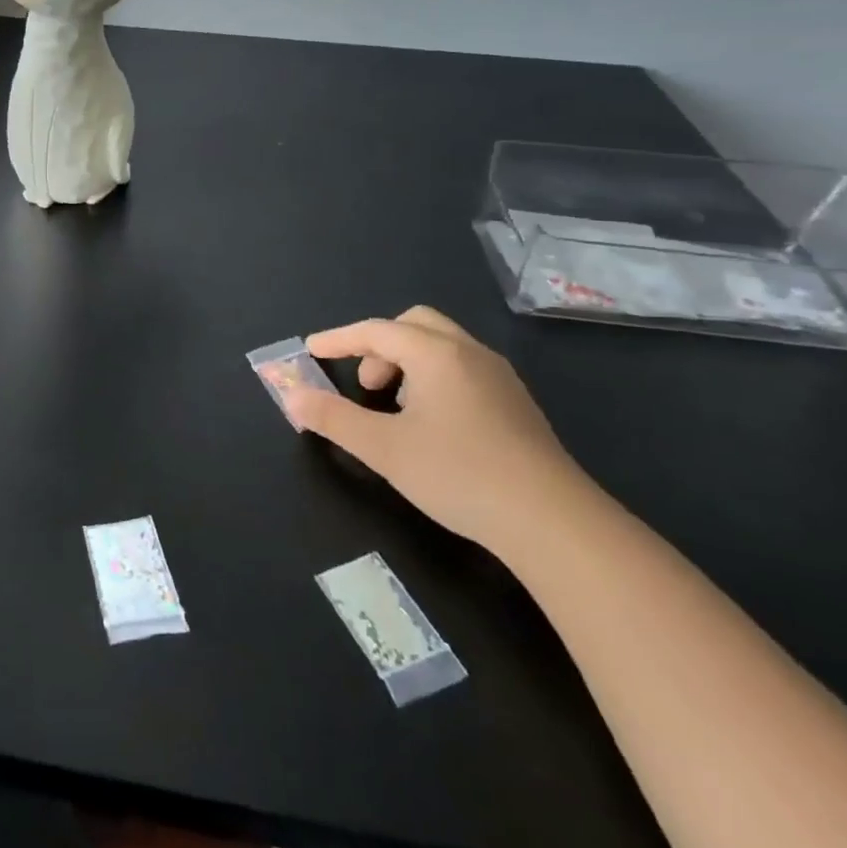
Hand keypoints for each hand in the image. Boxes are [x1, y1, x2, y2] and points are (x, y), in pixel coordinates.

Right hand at [283, 306, 596, 557]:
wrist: (554, 523)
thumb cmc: (459, 474)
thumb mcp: (383, 448)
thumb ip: (333, 418)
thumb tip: (292, 398)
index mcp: (436, 353)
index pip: (375, 330)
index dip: (338, 339)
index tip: (311, 350)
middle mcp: (469, 353)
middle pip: (414, 324)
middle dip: (378, 345)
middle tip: (363, 383)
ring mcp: (499, 378)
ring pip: (441, 346)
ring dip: (407, 362)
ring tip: (394, 407)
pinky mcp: (516, 405)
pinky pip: (462, 369)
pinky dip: (433, 377)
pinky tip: (431, 423)